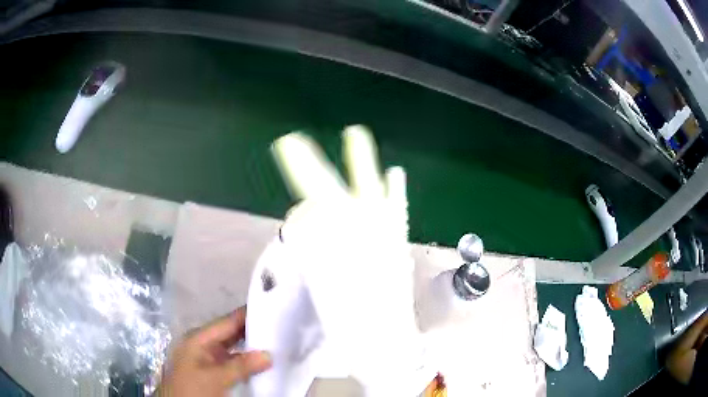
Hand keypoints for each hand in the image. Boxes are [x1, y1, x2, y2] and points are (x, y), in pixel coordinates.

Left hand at [158, 307, 271, 396]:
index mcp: (199, 338)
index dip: (248, 314)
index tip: (273, 308)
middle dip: (254, 330)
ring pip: (235, 348)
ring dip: (253, 347)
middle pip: (232, 333)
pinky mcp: (215, 371)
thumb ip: (240, 366)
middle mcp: (205, 344)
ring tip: (278, 341)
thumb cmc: (191, 389)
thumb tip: (269, 354)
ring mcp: (210, 358)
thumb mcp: (214, 378)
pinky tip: (264, 362)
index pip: (227, 321)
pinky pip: (235, 361)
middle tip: (281, 326)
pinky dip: (248, 361)